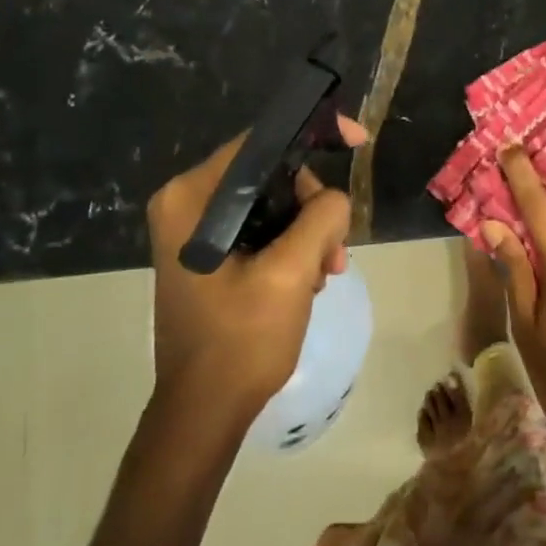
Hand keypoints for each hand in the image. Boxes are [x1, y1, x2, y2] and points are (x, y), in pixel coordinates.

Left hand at [144, 116, 367, 420]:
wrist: (206, 411)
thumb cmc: (241, 341)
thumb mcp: (290, 273)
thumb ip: (320, 218)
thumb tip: (336, 200)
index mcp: (192, 198)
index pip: (260, 142)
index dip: (313, 134)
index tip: (358, 142)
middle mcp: (187, 204)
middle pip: (272, 174)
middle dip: (314, 206)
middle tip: (335, 251)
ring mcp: (197, 231)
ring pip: (275, 203)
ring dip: (310, 232)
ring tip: (326, 274)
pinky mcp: (211, 254)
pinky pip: (265, 228)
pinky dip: (295, 247)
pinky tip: (309, 282)